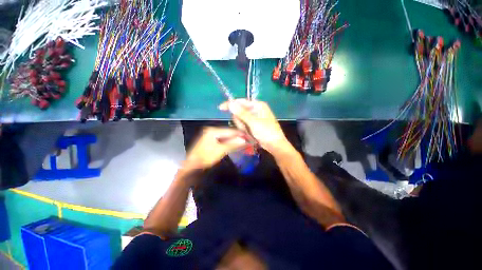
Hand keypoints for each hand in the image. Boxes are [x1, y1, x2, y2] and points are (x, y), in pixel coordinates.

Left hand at [184, 127, 247, 170]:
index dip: (240, 133)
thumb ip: (233, 144)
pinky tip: (235, 144)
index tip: (249, 136)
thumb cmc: (206, 157)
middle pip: (228, 132)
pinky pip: (223, 140)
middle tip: (247, 139)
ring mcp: (211, 135)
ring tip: (244, 142)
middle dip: (237, 136)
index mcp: (213, 130)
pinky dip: (229, 142)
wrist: (193, 166)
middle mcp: (212, 130)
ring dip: (234, 139)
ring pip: (226, 136)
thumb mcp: (221, 150)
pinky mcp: (211, 141)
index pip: (230, 130)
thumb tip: (245, 140)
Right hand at [219, 99, 294, 157]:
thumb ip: (242, 113)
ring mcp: (254, 117)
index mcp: (258, 105)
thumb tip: (230, 103)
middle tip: (245, 128)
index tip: (221, 108)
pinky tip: (250, 134)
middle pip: (239, 111)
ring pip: (240, 119)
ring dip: (243, 126)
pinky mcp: (253, 124)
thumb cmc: (267, 132)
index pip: (241, 101)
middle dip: (240, 121)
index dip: (231, 104)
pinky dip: (245, 129)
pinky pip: (244, 124)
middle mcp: (256, 109)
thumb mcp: (254, 123)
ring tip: (250, 132)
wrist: (275, 145)